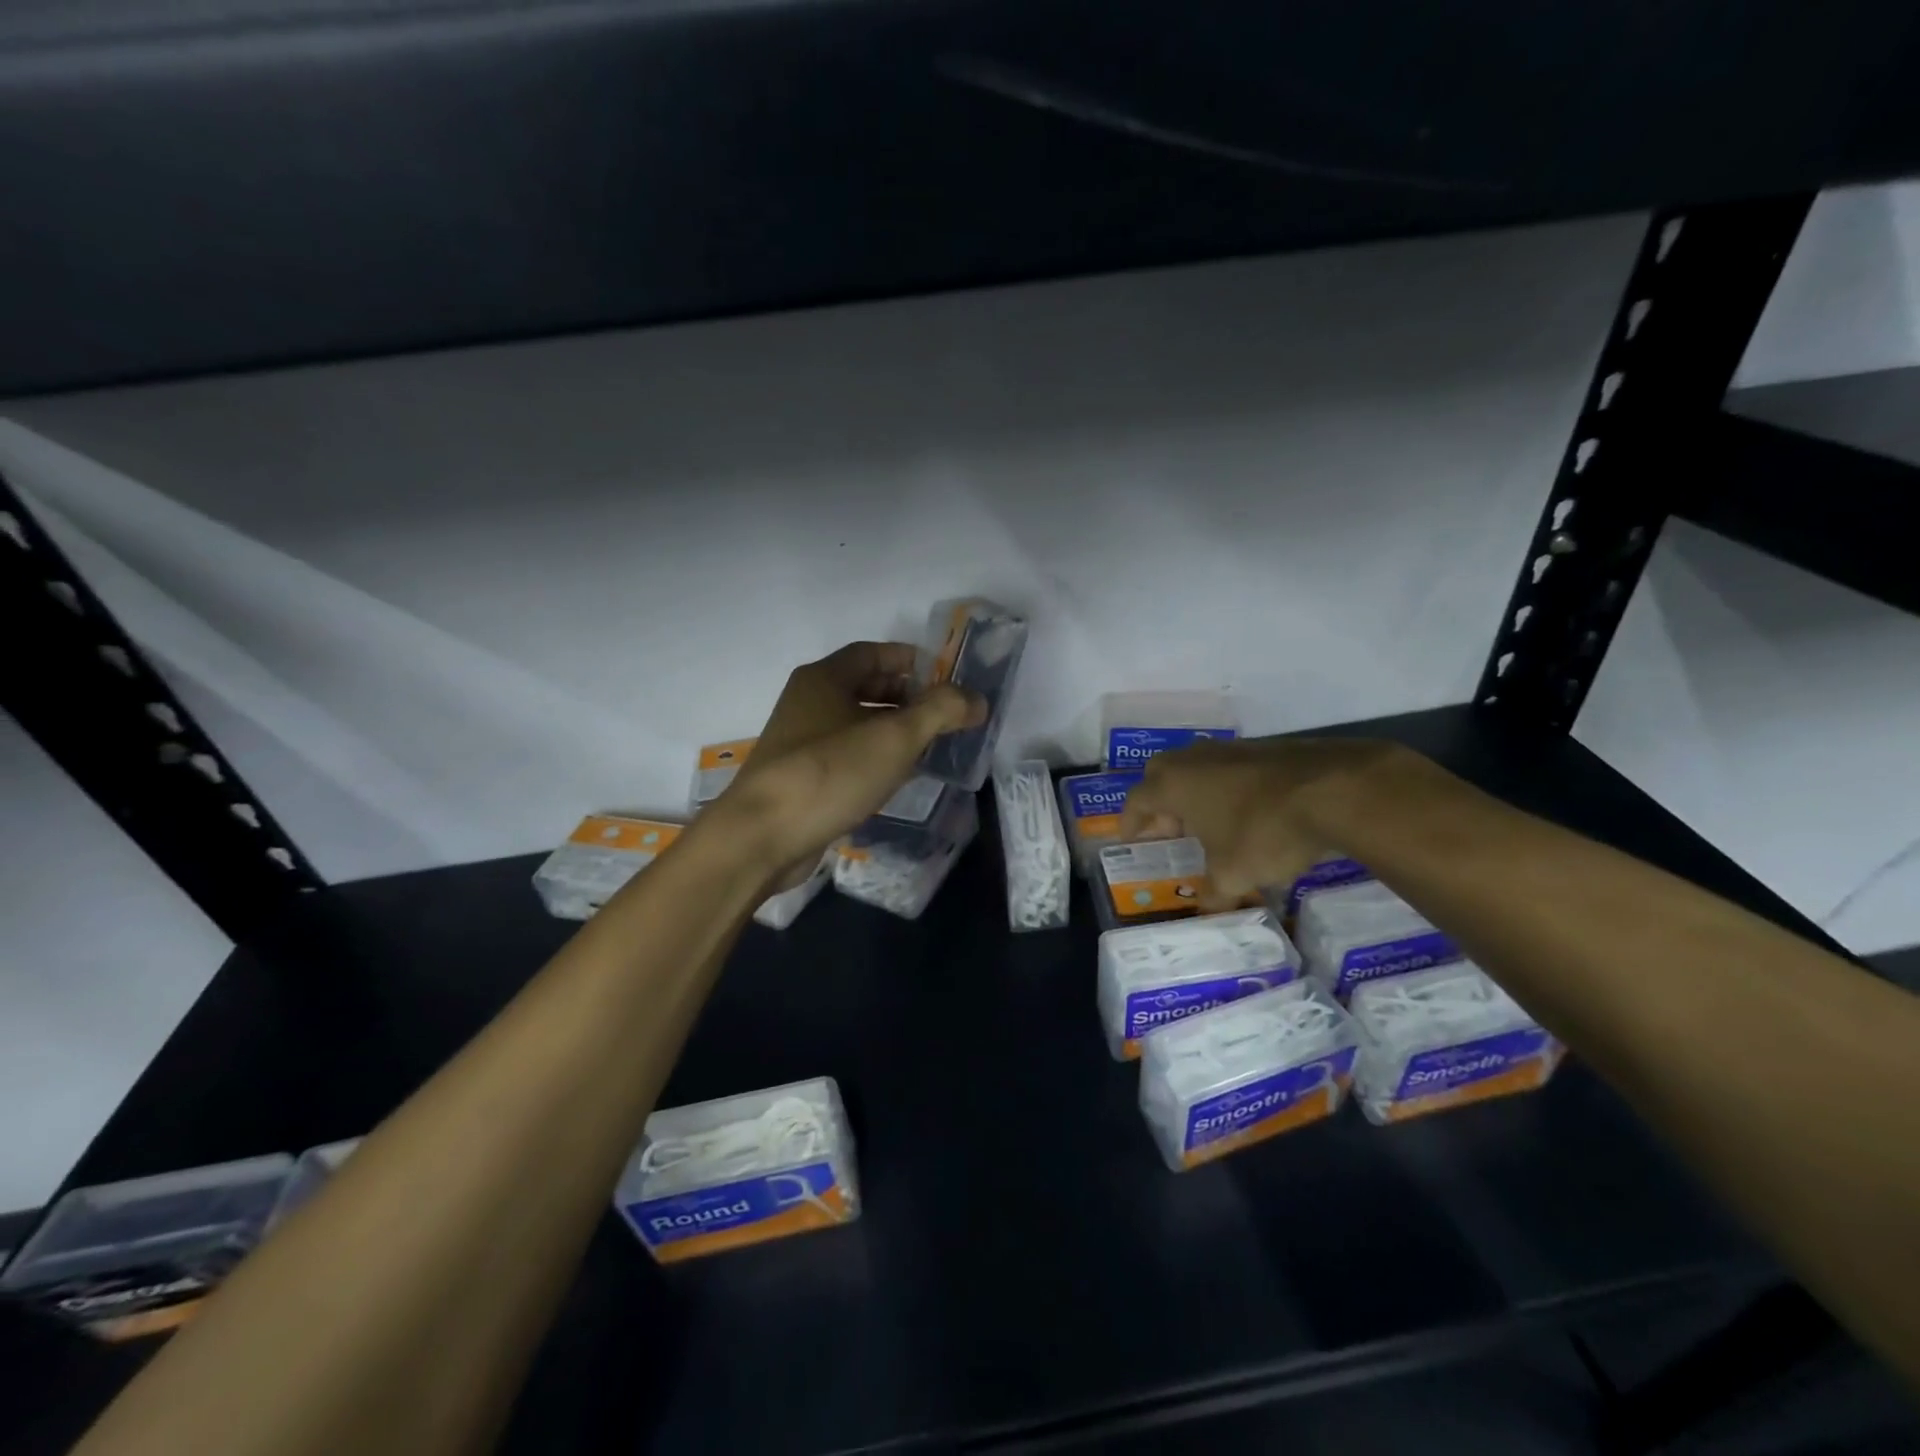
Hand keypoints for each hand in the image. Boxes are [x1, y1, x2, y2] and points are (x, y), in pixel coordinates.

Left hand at [718, 642, 984, 886]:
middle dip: (909, 697)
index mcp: (824, 679)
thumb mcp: (895, 737)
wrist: (763, 837)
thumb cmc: (831, 773)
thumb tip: (977, 699)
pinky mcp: (803, 778)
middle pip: (866, 686)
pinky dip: (876, 758)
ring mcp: (802, 742)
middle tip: (946, 716)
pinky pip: (848, 756)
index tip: (948, 679)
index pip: (874, 652)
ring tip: (933, 746)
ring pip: (858, 724)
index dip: (913, 660)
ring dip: (895, 730)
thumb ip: (941, 712)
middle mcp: (809, 702)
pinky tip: (900, 778)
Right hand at [1117, 737, 1410, 909]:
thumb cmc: (1264, 832)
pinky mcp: (1265, 748)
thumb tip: (1208, 913)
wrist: (1334, 791)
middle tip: (1169, 828)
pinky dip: (1228, 786)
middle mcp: (1194, 760)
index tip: (1131, 838)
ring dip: (1195, 791)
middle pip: (1161, 774)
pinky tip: (1249, 811)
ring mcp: (1230, 749)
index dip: (1130, 821)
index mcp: (1173, 785)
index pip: (1136, 800)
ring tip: (1210, 822)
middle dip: (1159, 800)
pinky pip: (1231, 767)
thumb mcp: (1233, 876)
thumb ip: (1213, 896)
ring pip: (1198, 766)